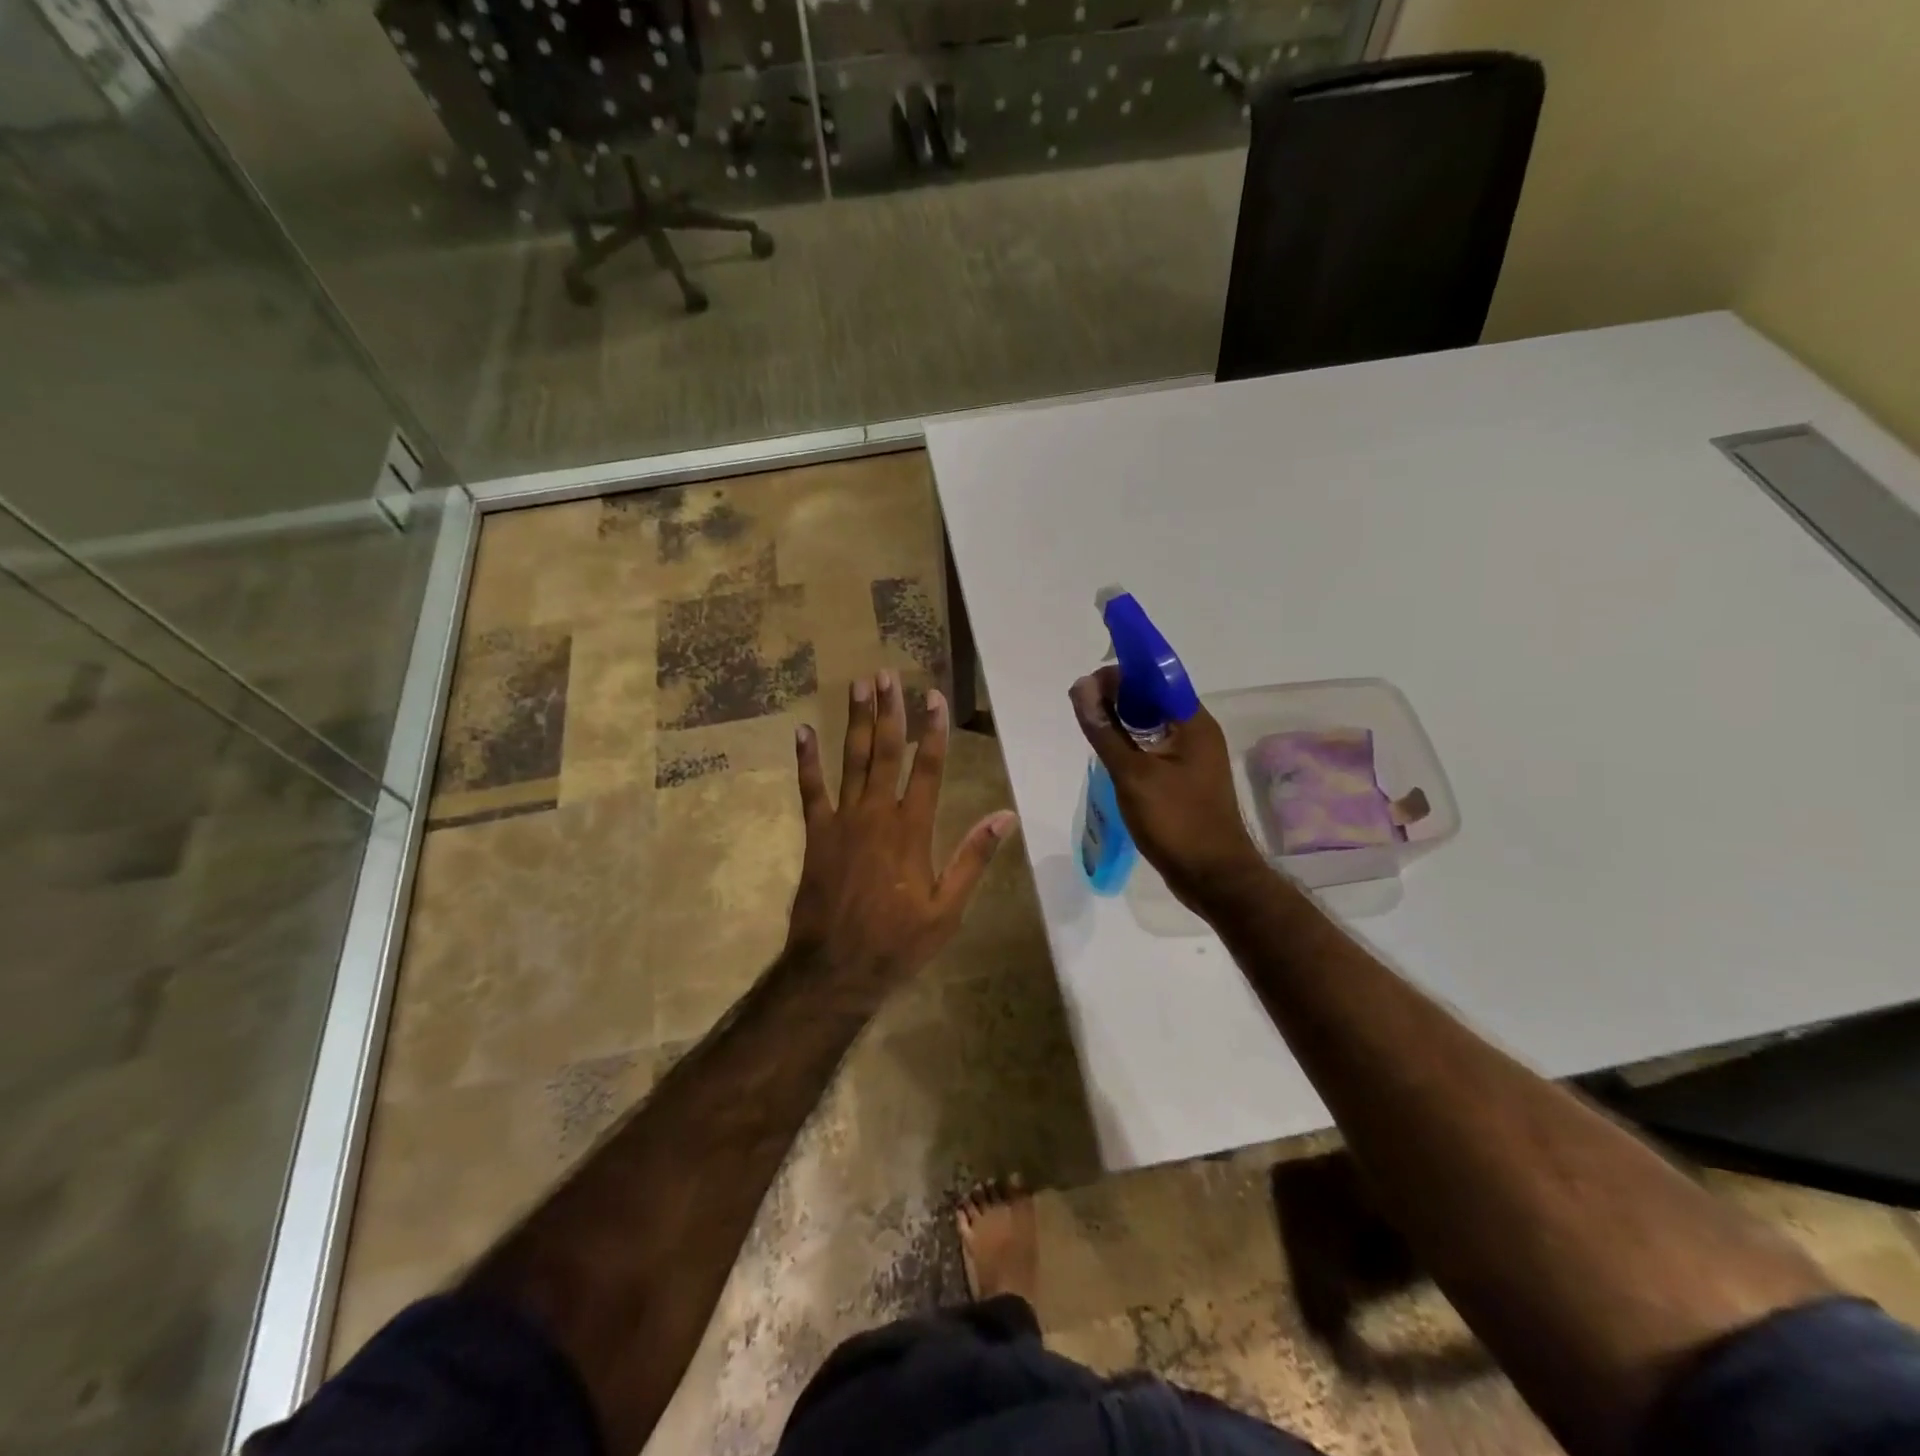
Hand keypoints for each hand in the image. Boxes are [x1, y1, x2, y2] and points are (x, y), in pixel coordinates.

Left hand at [787, 671, 1018, 990]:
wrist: (836, 969)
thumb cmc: (898, 941)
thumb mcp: (948, 908)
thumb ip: (973, 858)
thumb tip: (1006, 817)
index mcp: (912, 830)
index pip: (928, 768)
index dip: (932, 730)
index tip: (934, 696)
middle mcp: (876, 815)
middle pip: (885, 752)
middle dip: (889, 711)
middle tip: (886, 674)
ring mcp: (842, 821)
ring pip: (851, 761)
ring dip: (856, 721)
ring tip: (858, 685)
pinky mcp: (816, 834)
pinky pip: (810, 790)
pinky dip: (807, 760)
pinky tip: (803, 731)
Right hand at [1069, 665, 1266, 910]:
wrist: (1213, 877)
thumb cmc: (1176, 822)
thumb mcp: (1132, 774)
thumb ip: (1105, 730)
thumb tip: (1081, 686)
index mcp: (1193, 722)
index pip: (1156, 677)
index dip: (1122, 674)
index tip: (1087, 685)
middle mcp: (1197, 732)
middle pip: (1154, 699)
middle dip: (1118, 697)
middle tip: (1083, 709)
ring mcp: (1193, 757)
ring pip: (1152, 724)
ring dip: (1123, 721)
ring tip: (1091, 727)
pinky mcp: (1185, 779)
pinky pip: (1154, 748)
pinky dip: (1131, 745)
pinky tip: (1110, 755)